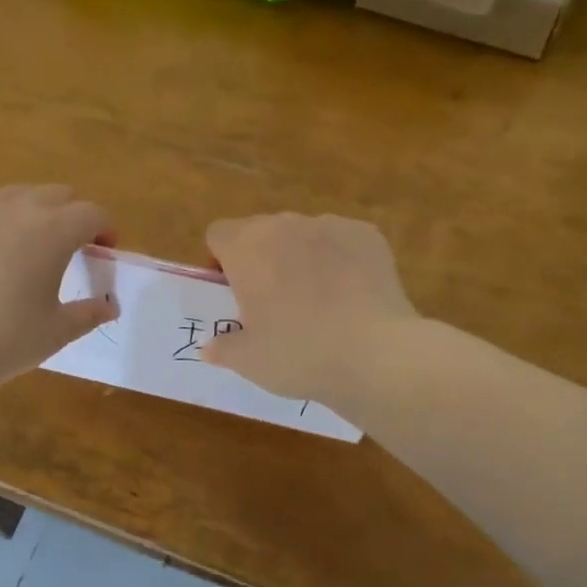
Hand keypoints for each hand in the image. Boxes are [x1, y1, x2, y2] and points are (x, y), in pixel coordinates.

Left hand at [0, 184, 117, 388]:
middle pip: (56, 194)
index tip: (104, 249)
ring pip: (16, 195)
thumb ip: (89, 313)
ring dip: (33, 211)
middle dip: (71, 213)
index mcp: (53, 231)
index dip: (104, 228)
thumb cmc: (8, 340)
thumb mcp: (58, 331)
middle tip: (72, 244)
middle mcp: (16, 210)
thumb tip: (110, 308)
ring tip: (30, 243)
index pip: (91, 213)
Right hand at [202, 213, 418, 405]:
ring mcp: (329, 225)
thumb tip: (211, 347)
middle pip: (259, 232)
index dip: (220, 261)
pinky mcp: (367, 235)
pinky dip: (337, 260)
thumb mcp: (248, 361)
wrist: (376, 355)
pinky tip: (348, 296)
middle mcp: (284, 225)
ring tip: (316, 301)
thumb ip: (222, 348)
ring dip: (298, 258)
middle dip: (259, 259)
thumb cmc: (298, 354)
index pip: (218, 234)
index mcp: (246, 247)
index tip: (233, 293)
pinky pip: (339, 241)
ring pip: (301, 235)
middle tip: (271, 303)